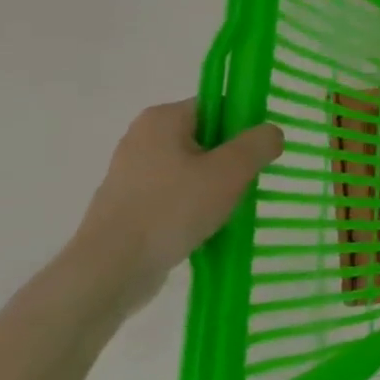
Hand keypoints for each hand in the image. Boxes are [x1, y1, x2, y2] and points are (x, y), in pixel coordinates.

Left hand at [68, 99, 283, 313]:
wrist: (108, 272)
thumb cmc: (172, 210)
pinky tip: (202, 228)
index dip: (244, 126)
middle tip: (246, 184)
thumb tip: (271, 134)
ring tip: (225, 211)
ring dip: (213, 187)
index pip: (218, 106)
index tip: (258, 154)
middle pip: (206, 138)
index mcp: (163, 118)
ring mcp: (130, 174)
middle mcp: (142, 138)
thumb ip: (259, 143)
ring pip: (191, 169)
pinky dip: (191, 207)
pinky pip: (173, 195)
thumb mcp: (231, 171)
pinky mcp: (125, 205)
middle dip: (231, 160)